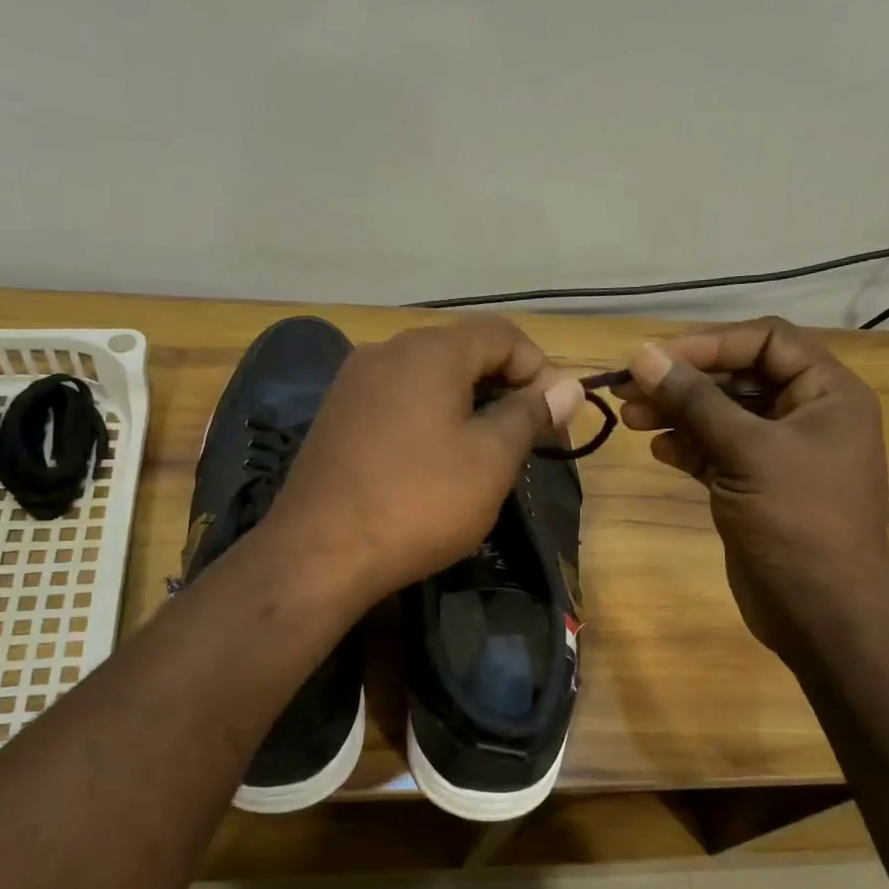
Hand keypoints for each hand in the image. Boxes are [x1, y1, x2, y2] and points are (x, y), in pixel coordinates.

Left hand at [267, 317, 584, 602]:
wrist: (319, 554)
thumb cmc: (419, 503)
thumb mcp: (490, 460)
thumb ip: (531, 414)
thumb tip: (569, 387)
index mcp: (430, 350)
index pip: (503, 335)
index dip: (540, 369)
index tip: (557, 416)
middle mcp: (387, 350)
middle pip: (463, 351)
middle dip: (505, 386)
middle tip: (529, 436)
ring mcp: (354, 382)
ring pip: (429, 376)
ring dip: (468, 402)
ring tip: (487, 450)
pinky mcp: (336, 415)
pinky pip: (398, 399)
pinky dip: (430, 416)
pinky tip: (436, 459)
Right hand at [617, 317, 888, 654]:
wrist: (822, 613)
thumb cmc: (797, 521)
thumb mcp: (746, 451)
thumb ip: (695, 401)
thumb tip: (642, 356)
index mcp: (827, 393)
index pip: (766, 340)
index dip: (710, 343)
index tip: (655, 358)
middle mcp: (806, 414)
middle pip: (738, 377)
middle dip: (684, 381)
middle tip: (628, 387)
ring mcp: (780, 453)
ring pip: (722, 416)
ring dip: (677, 413)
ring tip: (628, 417)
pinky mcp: (755, 485)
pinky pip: (717, 451)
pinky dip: (687, 446)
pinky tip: (657, 449)